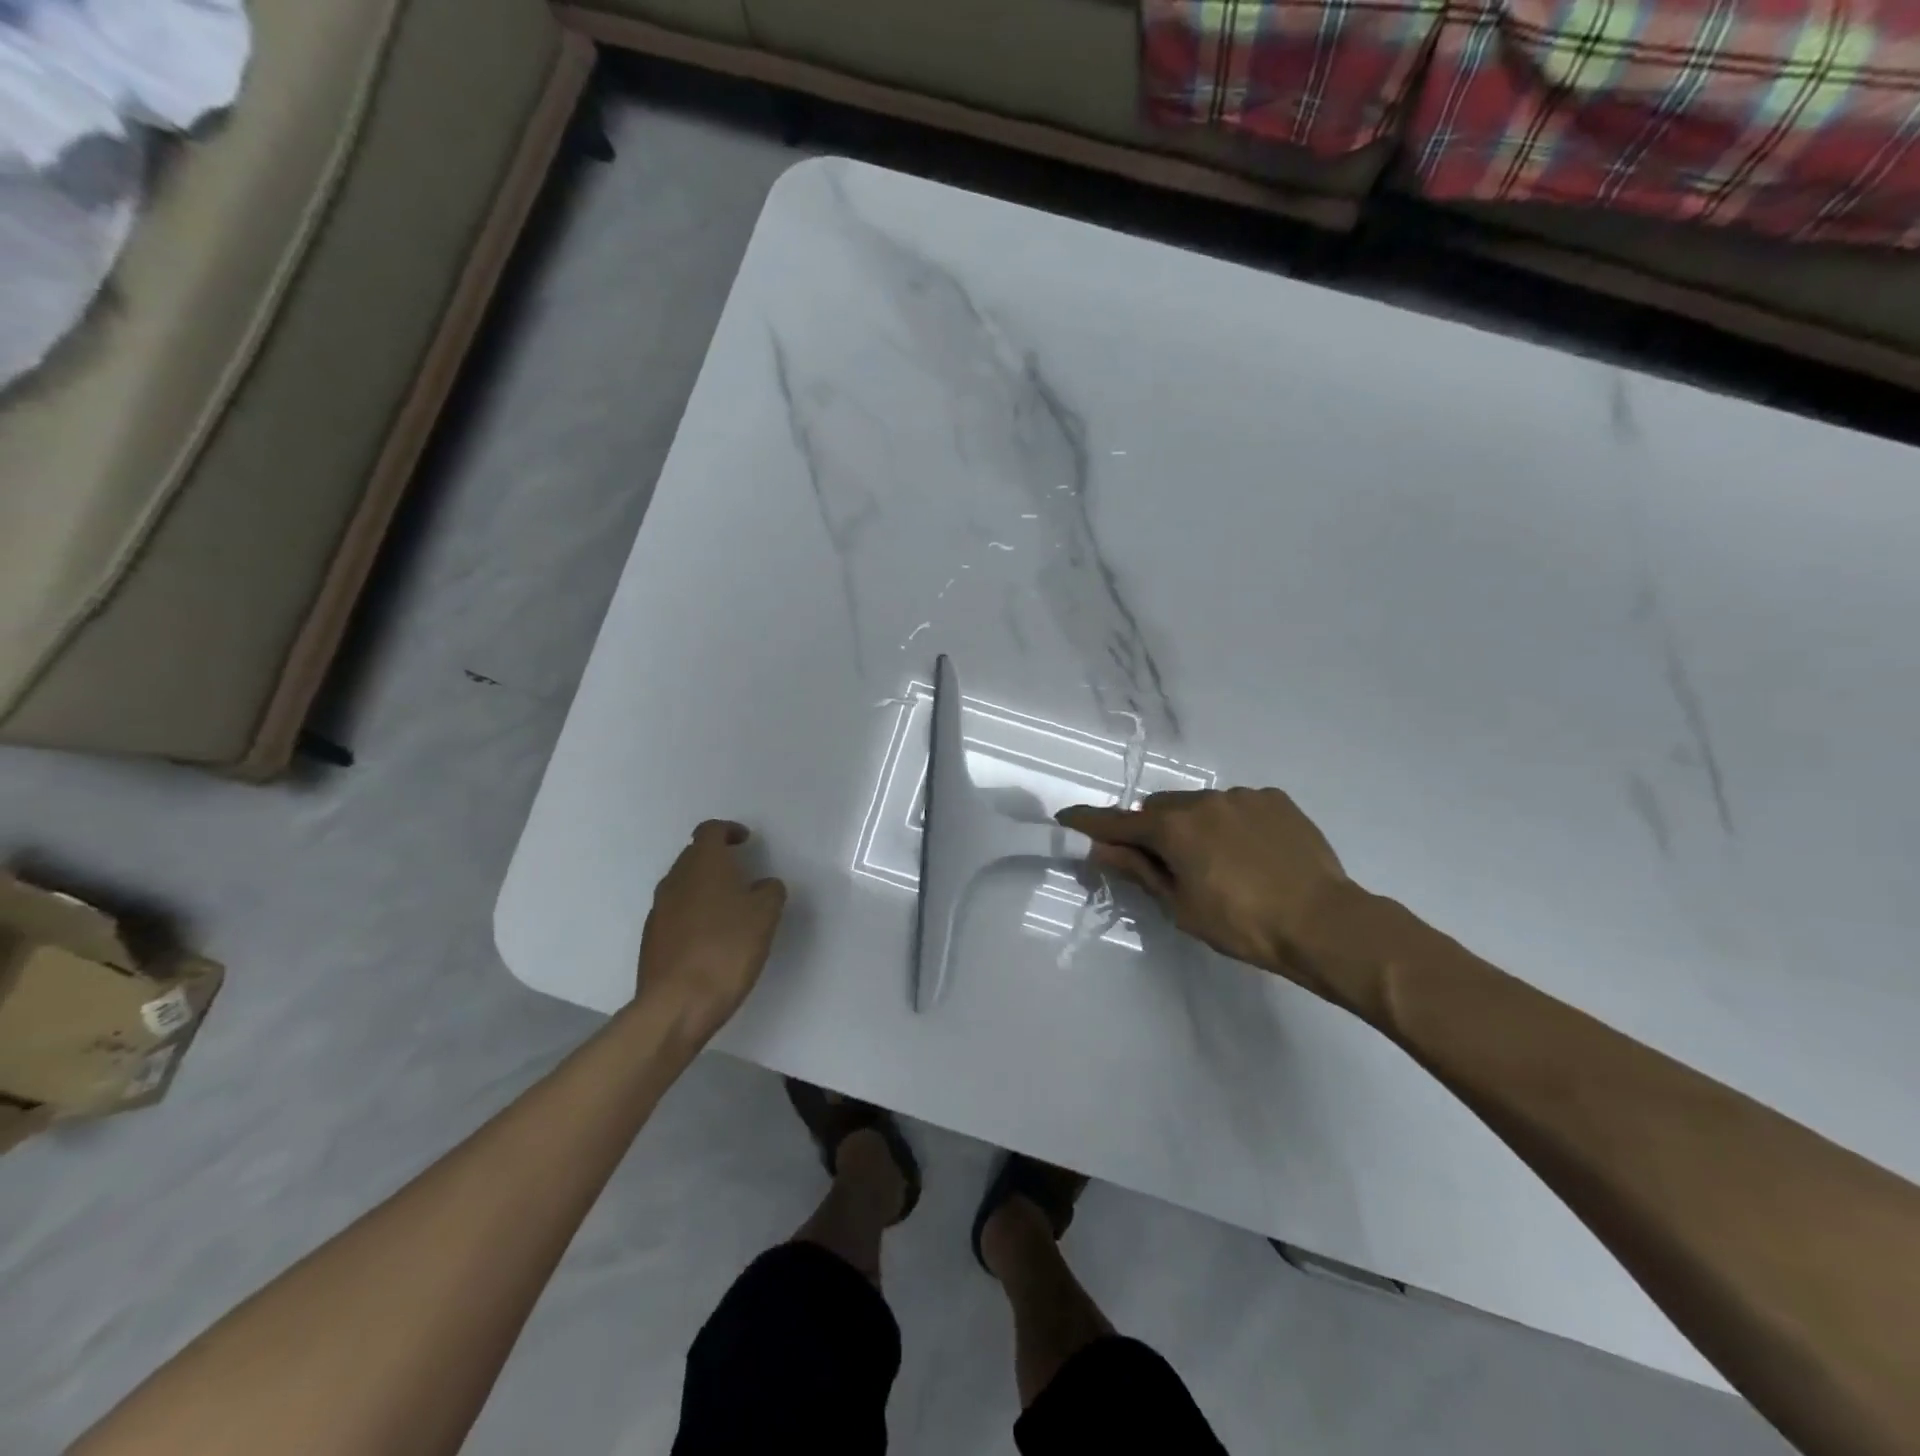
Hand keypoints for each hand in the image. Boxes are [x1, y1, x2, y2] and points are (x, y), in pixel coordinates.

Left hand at [637, 821, 787, 1038]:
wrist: (677, 1004)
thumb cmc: (727, 949)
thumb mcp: (765, 915)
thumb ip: (770, 891)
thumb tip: (763, 885)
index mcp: (703, 864)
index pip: (710, 831)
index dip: (729, 831)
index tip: (745, 841)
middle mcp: (675, 879)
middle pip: (694, 856)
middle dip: (717, 860)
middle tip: (743, 874)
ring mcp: (659, 909)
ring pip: (684, 885)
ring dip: (705, 888)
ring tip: (730, 908)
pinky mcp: (652, 938)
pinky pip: (676, 912)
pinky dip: (694, 914)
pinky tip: (712, 937)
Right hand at [1058, 787, 1349, 993]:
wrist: (1325, 923)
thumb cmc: (1243, 925)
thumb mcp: (1181, 906)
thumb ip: (1140, 871)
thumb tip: (1102, 850)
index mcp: (1175, 827)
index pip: (1119, 821)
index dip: (1091, 821)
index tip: (1067, 817)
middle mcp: (1204, 800)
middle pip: (1160, 808)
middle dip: (1152, 829)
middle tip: (1164, 862)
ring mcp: (1243, 796)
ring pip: (1200, 804)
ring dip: (1194, 825)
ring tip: (1219, 861)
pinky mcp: (1276, 800)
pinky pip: (1237, 805)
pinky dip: (1231, 823)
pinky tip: (1251, 853)